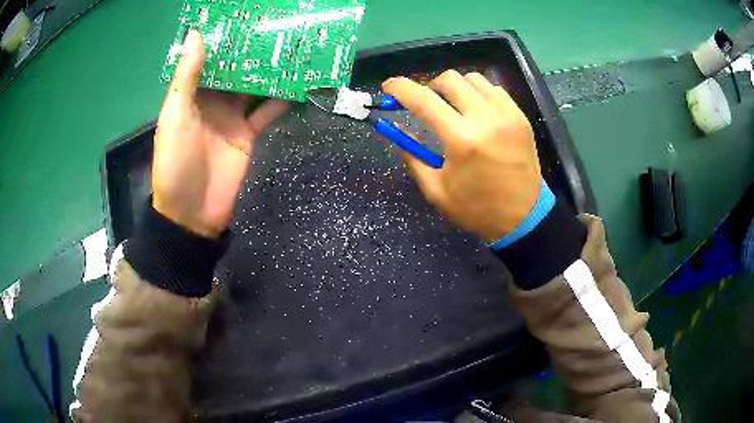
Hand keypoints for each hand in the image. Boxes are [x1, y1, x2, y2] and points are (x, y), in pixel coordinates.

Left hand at [153, 30, 288, 237]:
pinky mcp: (249, 136)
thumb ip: (187, 76)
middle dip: (253, 52)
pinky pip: (267, 112)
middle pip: (236, 71)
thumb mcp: (176, 115)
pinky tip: (299, 82)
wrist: (192, 213)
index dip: (224, 40)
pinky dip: (282, 99)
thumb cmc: (176, 162)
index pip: (210, 60)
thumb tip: (197, 33)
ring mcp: (234, 118)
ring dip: (271, 71)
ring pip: (255, 88)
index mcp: (192, 95)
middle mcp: (214, 102)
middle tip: (276, 28)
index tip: (244, 19)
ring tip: (292, 48)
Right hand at [383, 70, 541, 242]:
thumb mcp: (436, 191)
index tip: (388, 86)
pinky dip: (478, 93)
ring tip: (453, 105)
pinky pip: (494, 89)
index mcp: (461, 140)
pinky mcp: (520, 117)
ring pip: (473, 79)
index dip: (400, 88)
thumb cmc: (477, 208)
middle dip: (429, 86)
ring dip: (456, 87)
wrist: (523, 217)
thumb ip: (413, 157)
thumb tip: (399, 130)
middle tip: (426, 103)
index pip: (423, 100)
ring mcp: (507, 114)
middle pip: (449, 79)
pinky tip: (477, 110)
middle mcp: (485, 119)